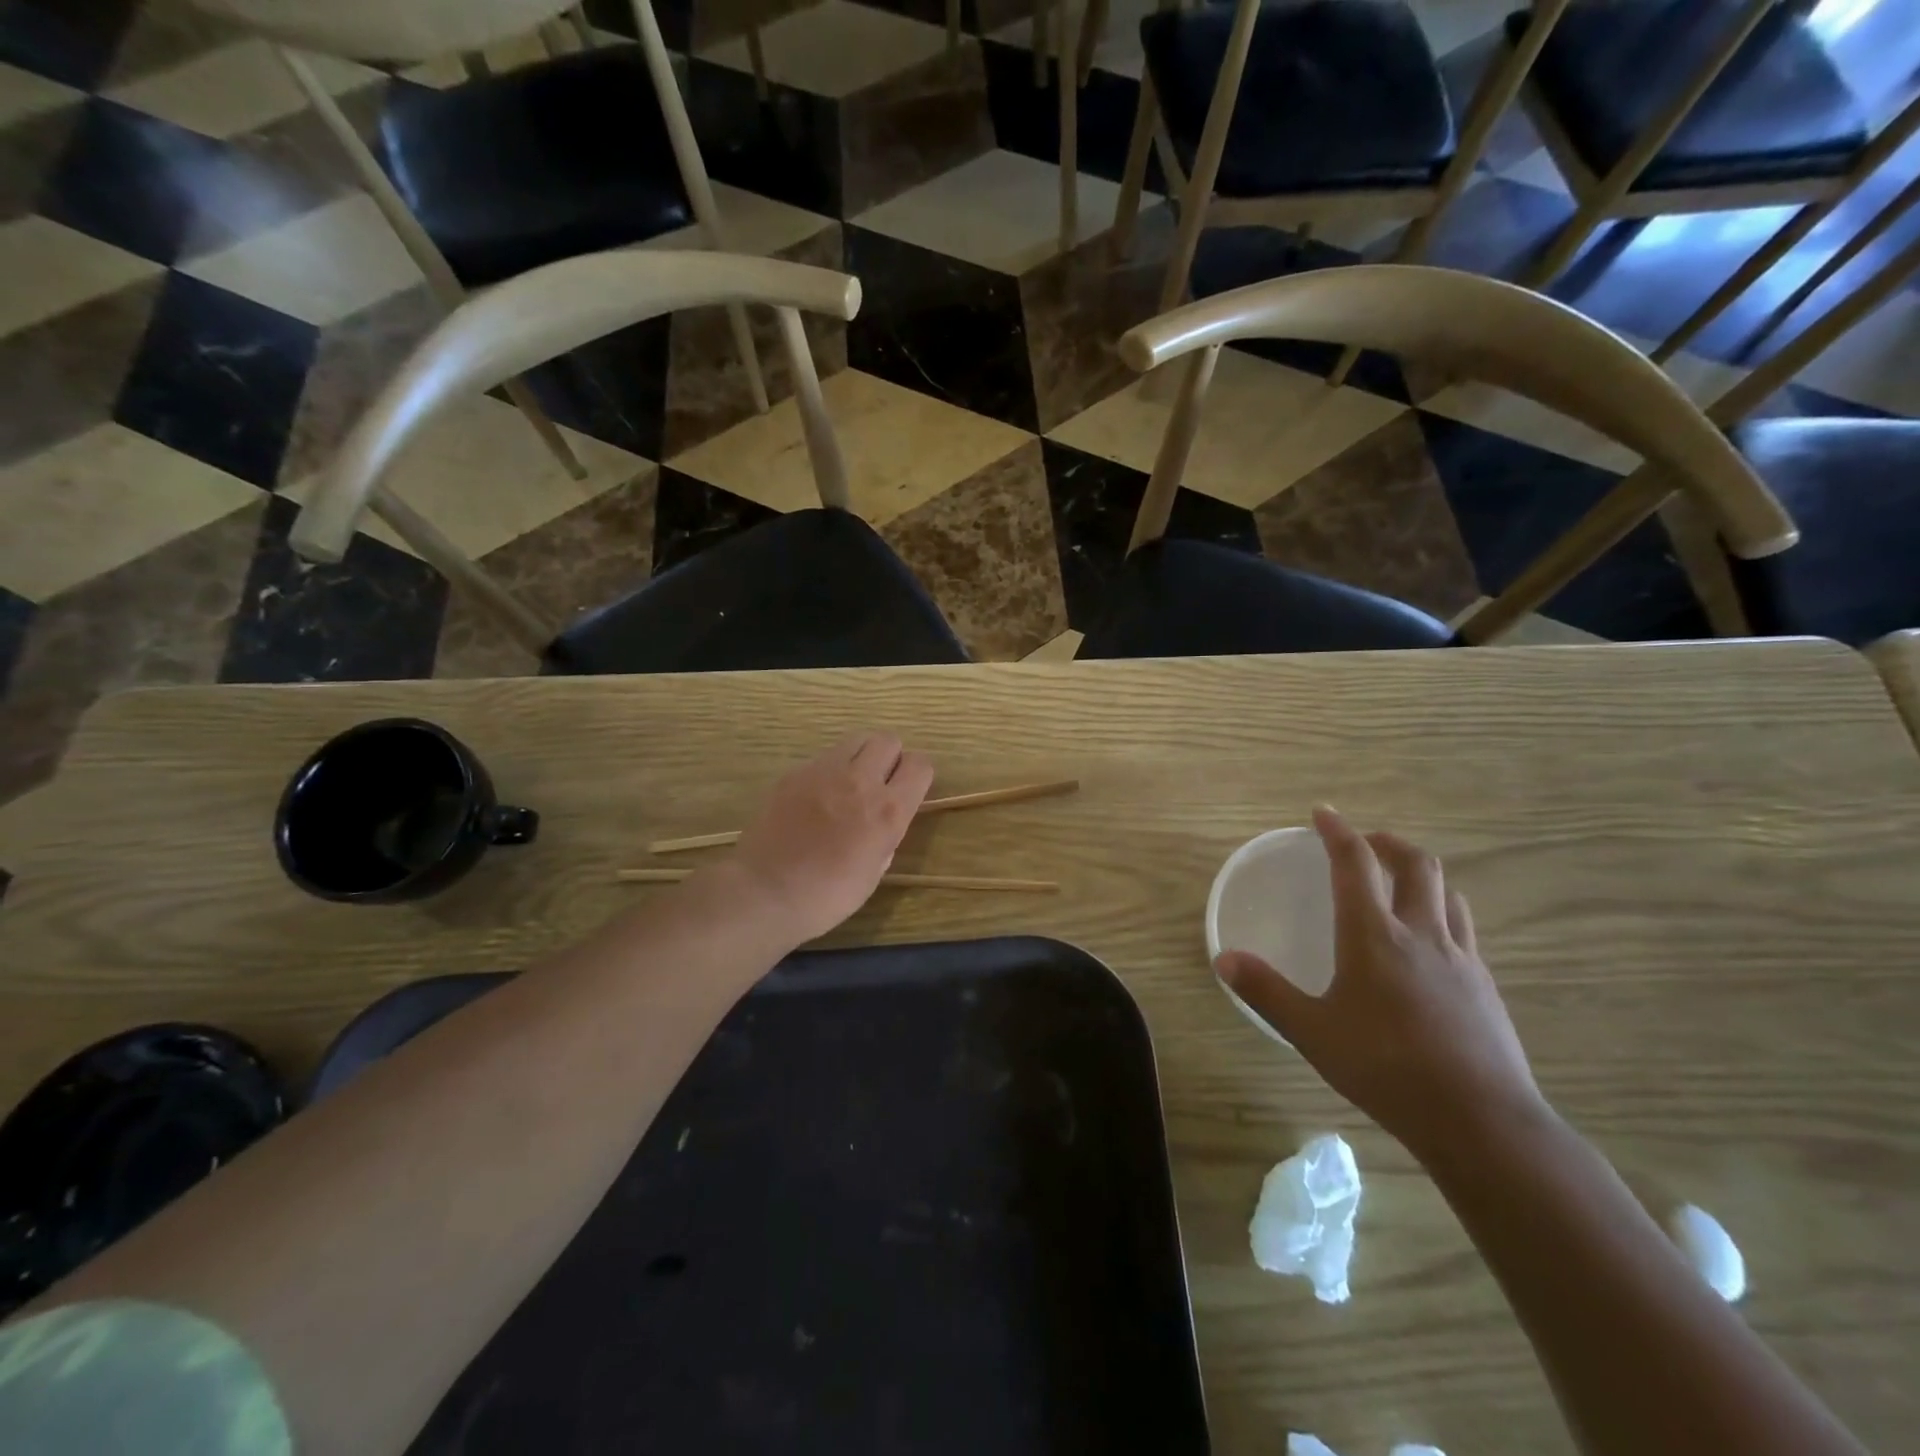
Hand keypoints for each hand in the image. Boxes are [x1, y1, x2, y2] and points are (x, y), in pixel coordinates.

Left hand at [724, 732, 934, 945]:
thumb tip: (883, 821)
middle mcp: (860, 781)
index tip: (908, 790)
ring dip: (860, 757)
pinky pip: (823, 758)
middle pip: (888, 740)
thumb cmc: (827, 896)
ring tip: (848, 785)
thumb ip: (886, 837)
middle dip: (890, 757)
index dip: (917, 776)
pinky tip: (815, 799)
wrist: (765, 892)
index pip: (920, 765)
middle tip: (879, 784)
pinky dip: (828, 771)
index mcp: (888, 811)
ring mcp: (824, 772)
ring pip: (855, 740)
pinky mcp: (795, 773)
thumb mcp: (874, 872)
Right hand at [1215, 806, 1544, 1157]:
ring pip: (1448, 894)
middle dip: (1388, 843)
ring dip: (1422, 876)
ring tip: (1400, 885)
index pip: (1354, 864)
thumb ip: (1267, 992)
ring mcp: (1461, 958)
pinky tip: (1428, 945)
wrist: (1480, 1120)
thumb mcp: (1312, 1032)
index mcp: (1374, 935)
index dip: (1338, 832)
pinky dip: (1442, 914)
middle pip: (1417, 865)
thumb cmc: (1386, 1068)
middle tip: (1365, 844)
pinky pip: (1464, 930)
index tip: (1323, 813)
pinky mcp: (1485, 986)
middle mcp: (1421, 934)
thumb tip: (1224, 959)